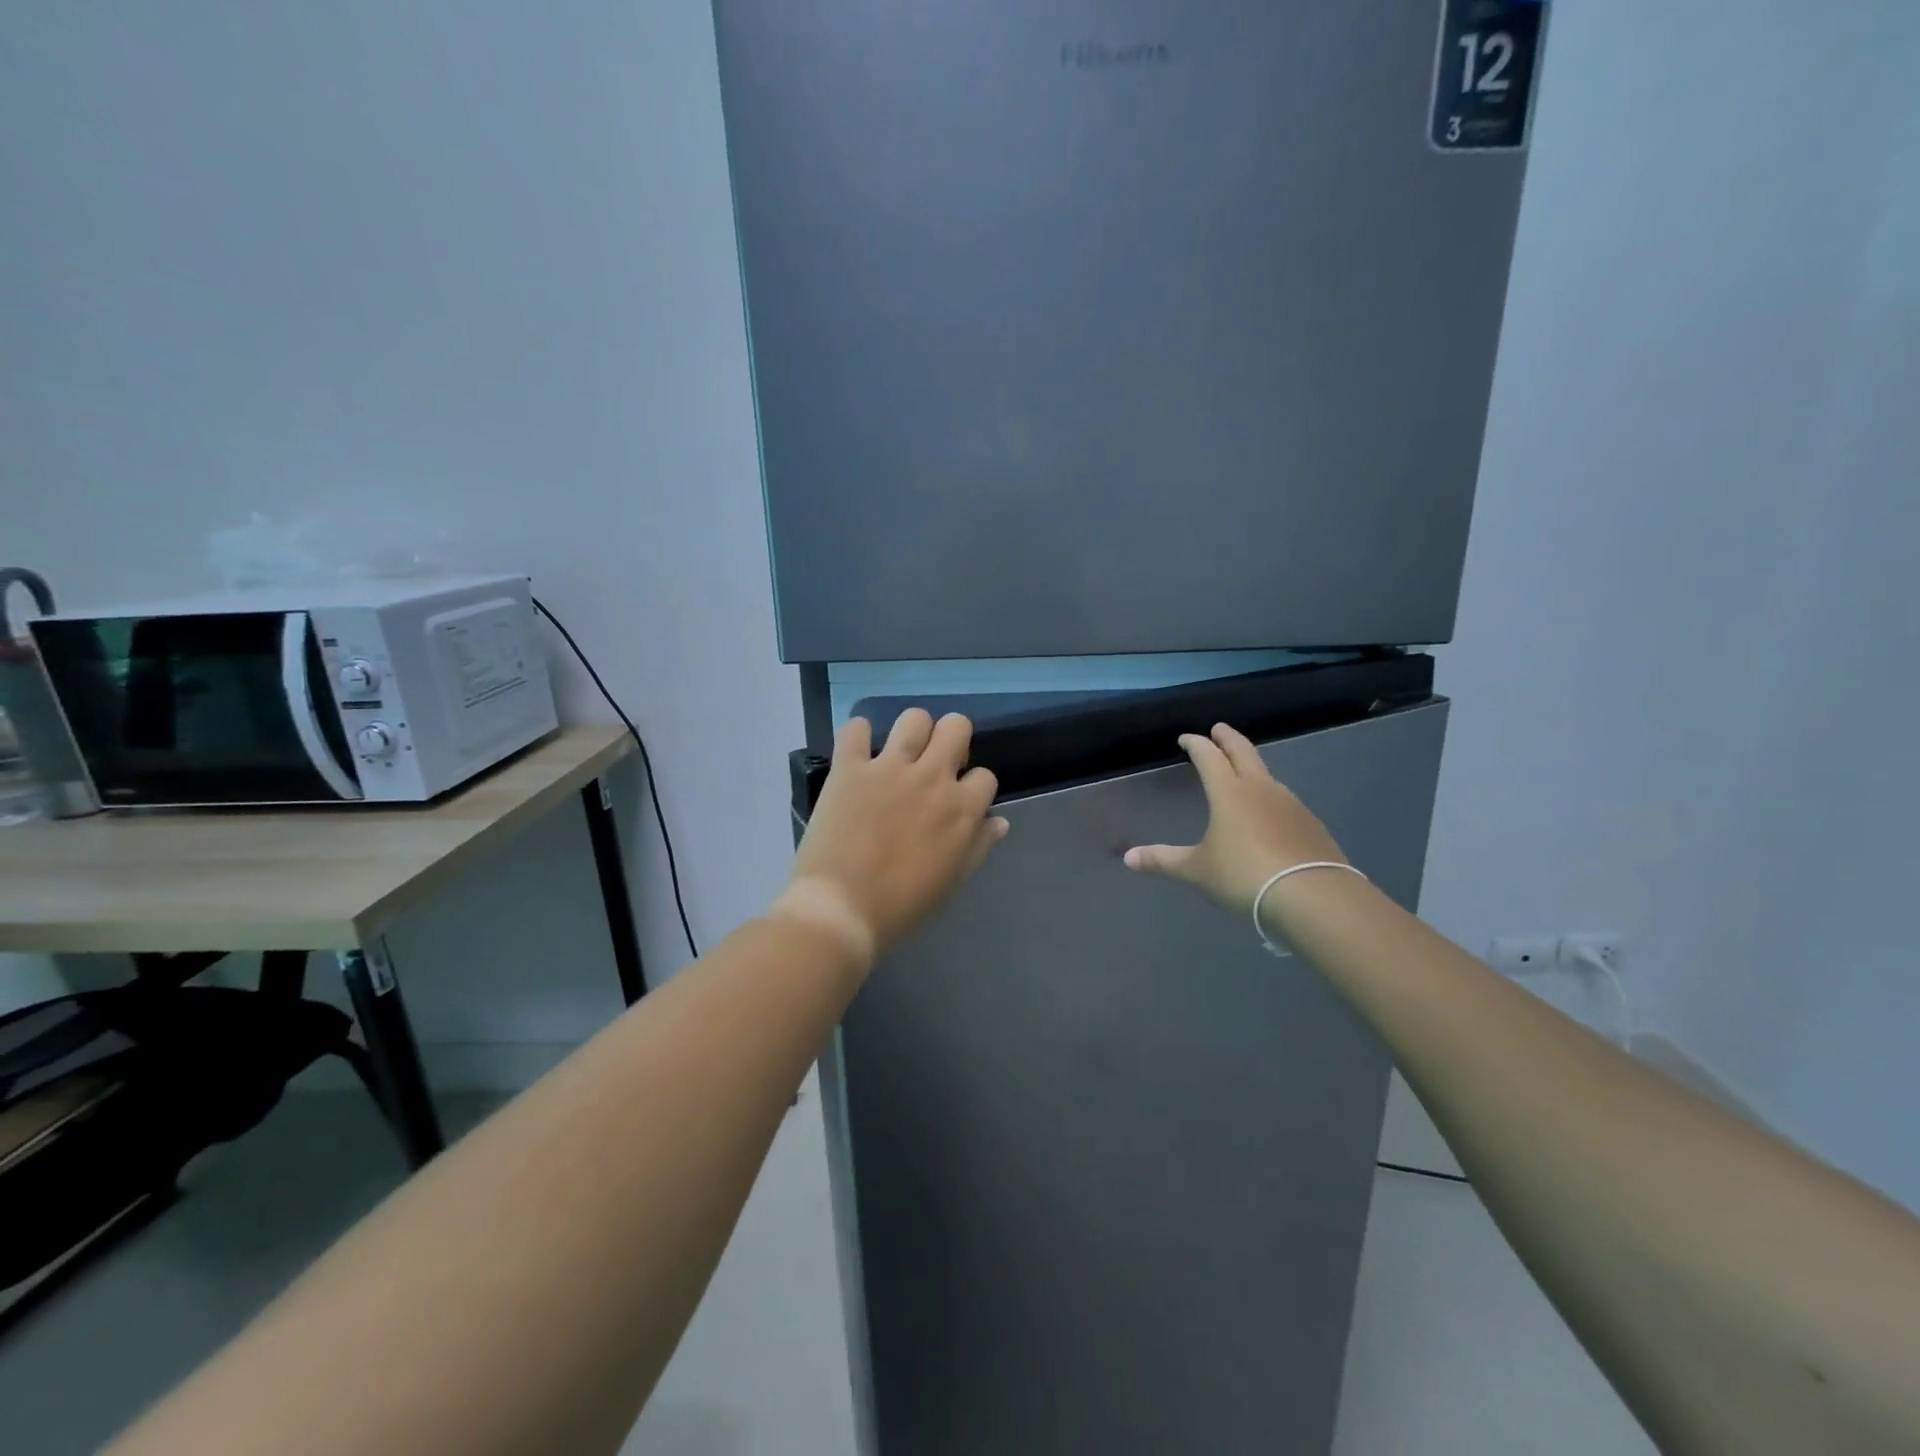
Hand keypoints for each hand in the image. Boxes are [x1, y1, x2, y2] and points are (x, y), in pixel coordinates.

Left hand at [776, 710, 1008, 972]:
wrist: (840, 909)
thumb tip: (999, 821)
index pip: (985, 776)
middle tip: (934, 764)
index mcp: (961, 808)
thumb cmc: (901, 906)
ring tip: (899, 754)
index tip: (958, 801)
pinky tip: (858, 752)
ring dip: (912, 731)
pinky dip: (857, 735)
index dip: (973, 787)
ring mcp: (889, 768)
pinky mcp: (850, 768)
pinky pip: (855, 729)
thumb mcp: (951, 881)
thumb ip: (978, 846)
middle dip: (951, 740)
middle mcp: (932, 778)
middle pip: (956, 726)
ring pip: (914, 718)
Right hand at [1123, 722, 1347, 914]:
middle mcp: (1260, 789)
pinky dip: (1270, 795)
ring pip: (1267, 774)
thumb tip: (1128, 857)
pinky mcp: (1310, 824)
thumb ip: (1163, 861)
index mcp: (1229, 792)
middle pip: (1243, 752)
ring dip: (1251, 766)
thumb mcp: (1197, 871)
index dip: (1196, 744)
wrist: (1313, 897)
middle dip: (1228, 738)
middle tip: (1219, 729)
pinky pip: (1284, 799)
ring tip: (1242, 771)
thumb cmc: (1244, 876)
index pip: (1209, 757)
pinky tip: (1269, 812)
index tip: (1186, 739)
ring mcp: (1290, 804)